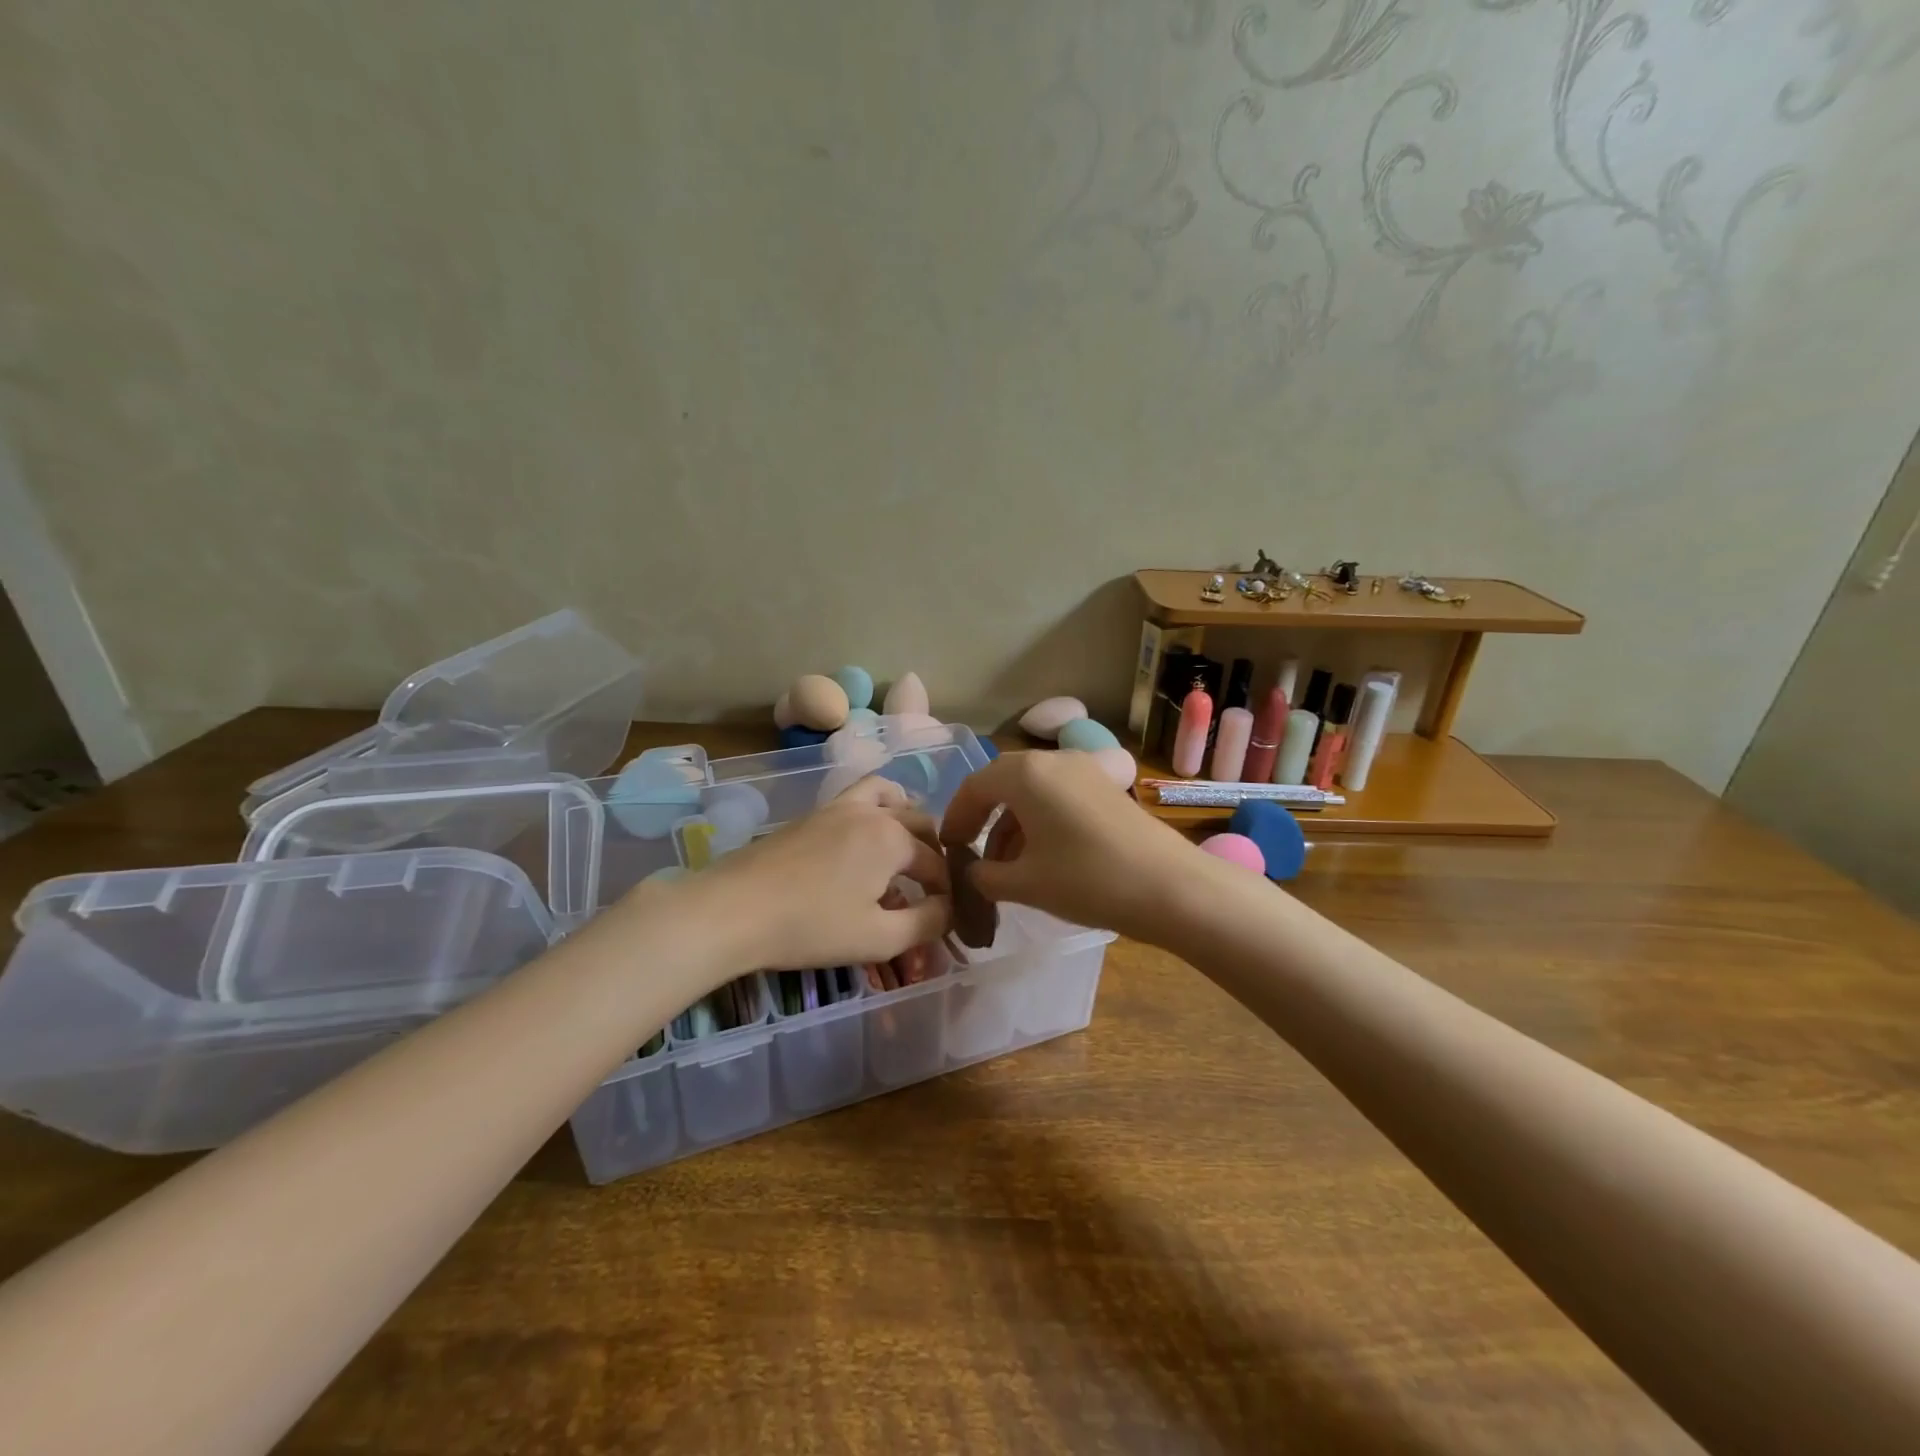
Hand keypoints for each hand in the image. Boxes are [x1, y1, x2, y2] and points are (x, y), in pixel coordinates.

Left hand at [696, 776, 950, 971]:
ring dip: (907, 815)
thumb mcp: (878, 938)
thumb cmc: (811, 926)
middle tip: (932, 886)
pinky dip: (876, 808)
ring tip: (905, 843)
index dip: (947, 893)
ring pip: (889, 795)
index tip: (947, 917)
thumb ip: (926, 924)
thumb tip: (948, 910)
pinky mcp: (813, 814)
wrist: (733, 909)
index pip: (936, 864)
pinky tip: (864, 838)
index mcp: (893, 839)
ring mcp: (839, 807)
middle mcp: (872, 812)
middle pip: (920, 822)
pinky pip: (859, 796)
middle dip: (934, 852)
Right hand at [938, 750, 1205, 943]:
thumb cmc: (1087, 880)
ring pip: (1032, 791)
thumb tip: (974, 874)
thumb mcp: (1025, 884)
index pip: (974, 787)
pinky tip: (1040, 858)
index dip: (955, 818)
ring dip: (1012, 824)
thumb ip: (986, 877)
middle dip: (983, 817)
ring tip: (1005, 868)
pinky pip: (1058, 796)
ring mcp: (1085, 770)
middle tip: (971, 852)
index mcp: (1026, 774)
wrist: (1170, 887)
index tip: (948, 848)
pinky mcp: (1107, 788)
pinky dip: (1040, 821)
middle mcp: (1054, 760)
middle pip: (1003, 783)